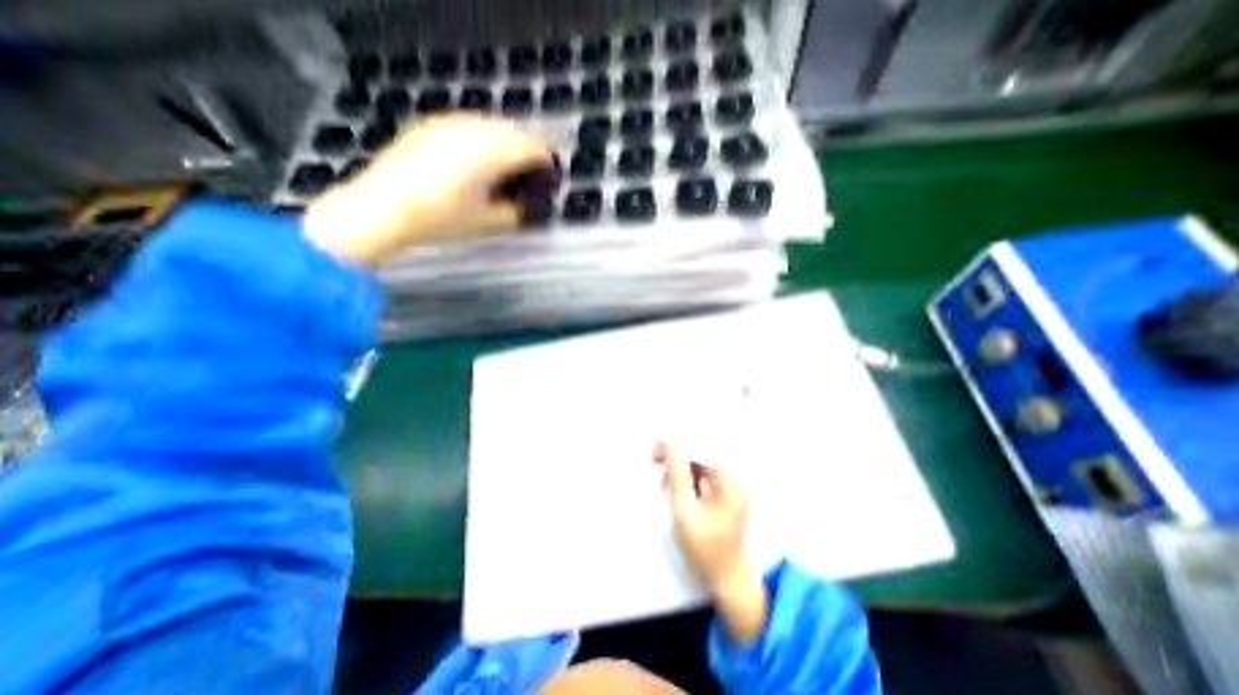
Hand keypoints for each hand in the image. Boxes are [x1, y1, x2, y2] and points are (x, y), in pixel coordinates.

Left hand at [300, 115, 550, 264]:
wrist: (383, 208)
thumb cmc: (440, 220)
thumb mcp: (488, 223)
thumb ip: (516, 212)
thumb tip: (529, 203)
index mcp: (490, 155)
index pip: (531, 149)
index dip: (547, 162)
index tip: (552, 176)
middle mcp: (472, 131)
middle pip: (515, 131)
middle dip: (530, 149)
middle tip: (535, 171)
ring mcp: (449, 124)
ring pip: (493, 123)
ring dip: (509, 140)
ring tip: (511, 163)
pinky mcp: (433, 125)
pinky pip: (471, 123)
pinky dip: (487, 136)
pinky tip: (482, 155)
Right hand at [658, 439, 766, 644]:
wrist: (726, 580)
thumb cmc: (705, 550)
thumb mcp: (685, 511)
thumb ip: (677, 475)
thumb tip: (668, 441)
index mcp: (731, 480)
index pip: (701, 448)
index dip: (676, 445)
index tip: (653, 453)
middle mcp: (735, 476)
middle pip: (701, 452)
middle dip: (676, 454)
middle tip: (653, 461)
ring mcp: (732, 483)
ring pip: (700, 461)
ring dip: (679, 466)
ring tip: (664, 481)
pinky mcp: (725, 491)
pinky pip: (703, 473)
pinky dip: (686, 476)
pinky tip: (674, 487)